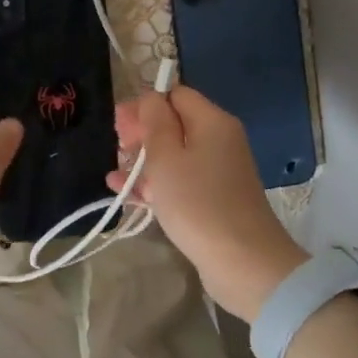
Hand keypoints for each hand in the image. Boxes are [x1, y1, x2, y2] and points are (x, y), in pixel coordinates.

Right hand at [110, 86, 306, 319]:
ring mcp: (217, 171)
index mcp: (212, 122)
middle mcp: (219, 140)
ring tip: (115, 176)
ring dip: (143, 162)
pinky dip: (155, 183)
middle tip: (116, 149)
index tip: (118, 126)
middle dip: (142, 134)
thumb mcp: (166, 158)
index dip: (144, 105)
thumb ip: (154, 122)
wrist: (242, 262)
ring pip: (174, 155)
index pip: (175, 95)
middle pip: (174, 124)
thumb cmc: (197, 203)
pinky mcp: (212, 199)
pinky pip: (179, 180)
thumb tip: (150, 99)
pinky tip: (125, 192)